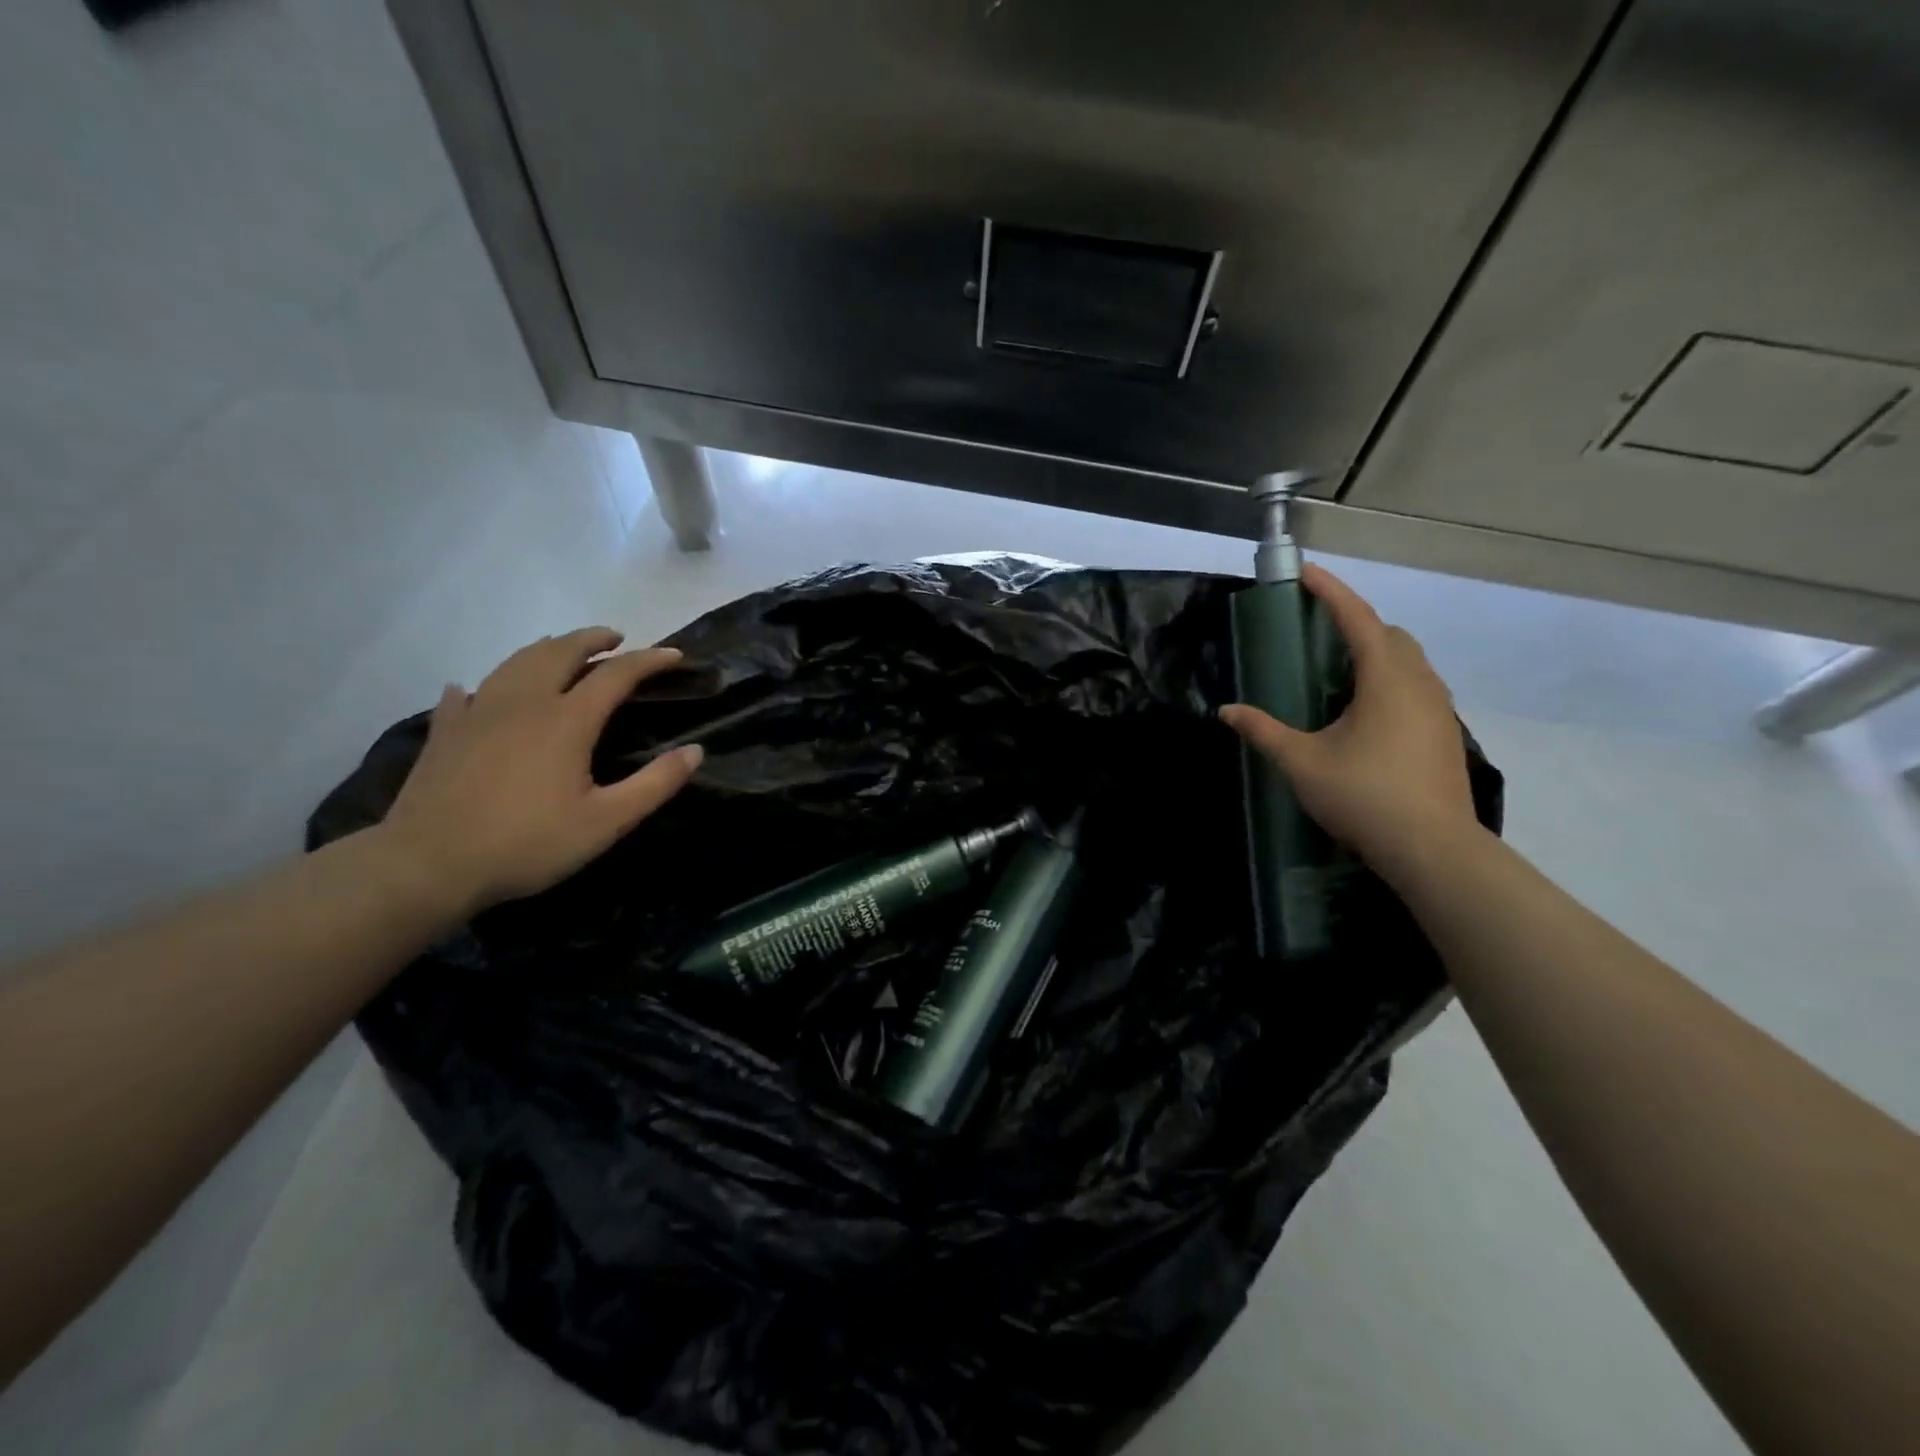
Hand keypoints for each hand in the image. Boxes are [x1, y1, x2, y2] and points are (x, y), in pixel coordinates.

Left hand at [377, 629, 701, 916]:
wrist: (428, 865)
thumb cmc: (528, 844)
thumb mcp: (606, 822)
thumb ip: (655, 784)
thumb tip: (696, 752)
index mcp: (566, 721)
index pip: (616, 674)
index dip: (649, 660)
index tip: (674, 655)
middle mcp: (523, 703)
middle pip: (560, 652)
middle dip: (592, 639)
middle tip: (615, 638)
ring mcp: (478, 713)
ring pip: (515, 662)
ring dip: (547, 649)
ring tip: (563, 650)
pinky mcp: (446, 732)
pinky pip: (466, 694)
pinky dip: (484, 685)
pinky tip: (475, 689)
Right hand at [1220, 565, 1478, 881]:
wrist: (1433, 848)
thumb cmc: (1364, 796)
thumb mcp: (1302, 762)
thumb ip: (1263, 731)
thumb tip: (1226, 712)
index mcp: (1386, 679)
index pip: (1358, 620)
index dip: (1331, 592)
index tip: (1306, 573)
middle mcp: (1419, 684)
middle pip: (1390, 635)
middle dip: (1355, 623)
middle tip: (1317, 631)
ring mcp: (1439, 709)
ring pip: (1409, 662)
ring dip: (1375, 653)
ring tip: (1337, 670)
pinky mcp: (1444, 734)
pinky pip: (1416, 687)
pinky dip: (1389, 680)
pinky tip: (1365, 711)